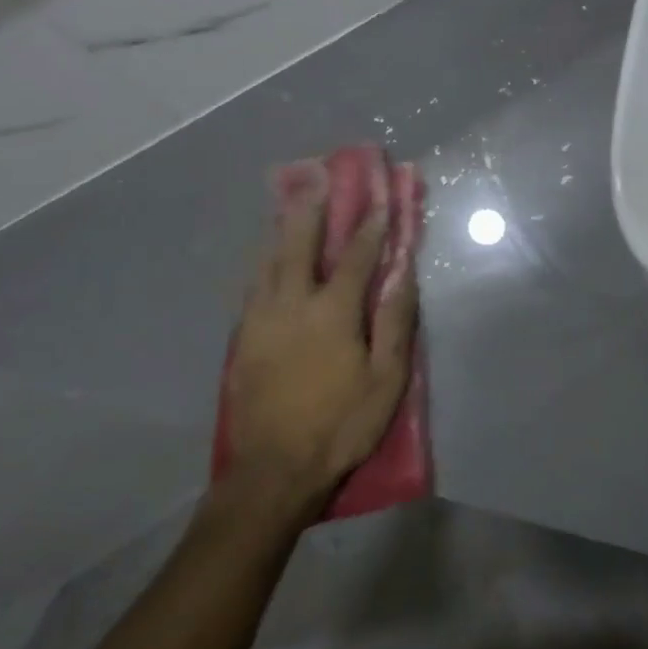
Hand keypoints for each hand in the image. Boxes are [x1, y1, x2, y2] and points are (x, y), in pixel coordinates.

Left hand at [220, 158, 417, 501]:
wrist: (273, 471)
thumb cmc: (341, 424)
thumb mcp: (386, 379)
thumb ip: (395, 321)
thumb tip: (405, 274)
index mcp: (332, 312)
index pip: (355, 257)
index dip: (372, 227)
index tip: (381, 199)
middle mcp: (291, 304)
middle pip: (299, 245)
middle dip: (312, 209)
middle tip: (317, 177)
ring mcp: (260, 320)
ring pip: (268, 261)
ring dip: (281, 228)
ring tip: (288, 202)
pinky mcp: (242, 339)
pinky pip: (252, 286)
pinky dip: (262, 261)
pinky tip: (265, 256)